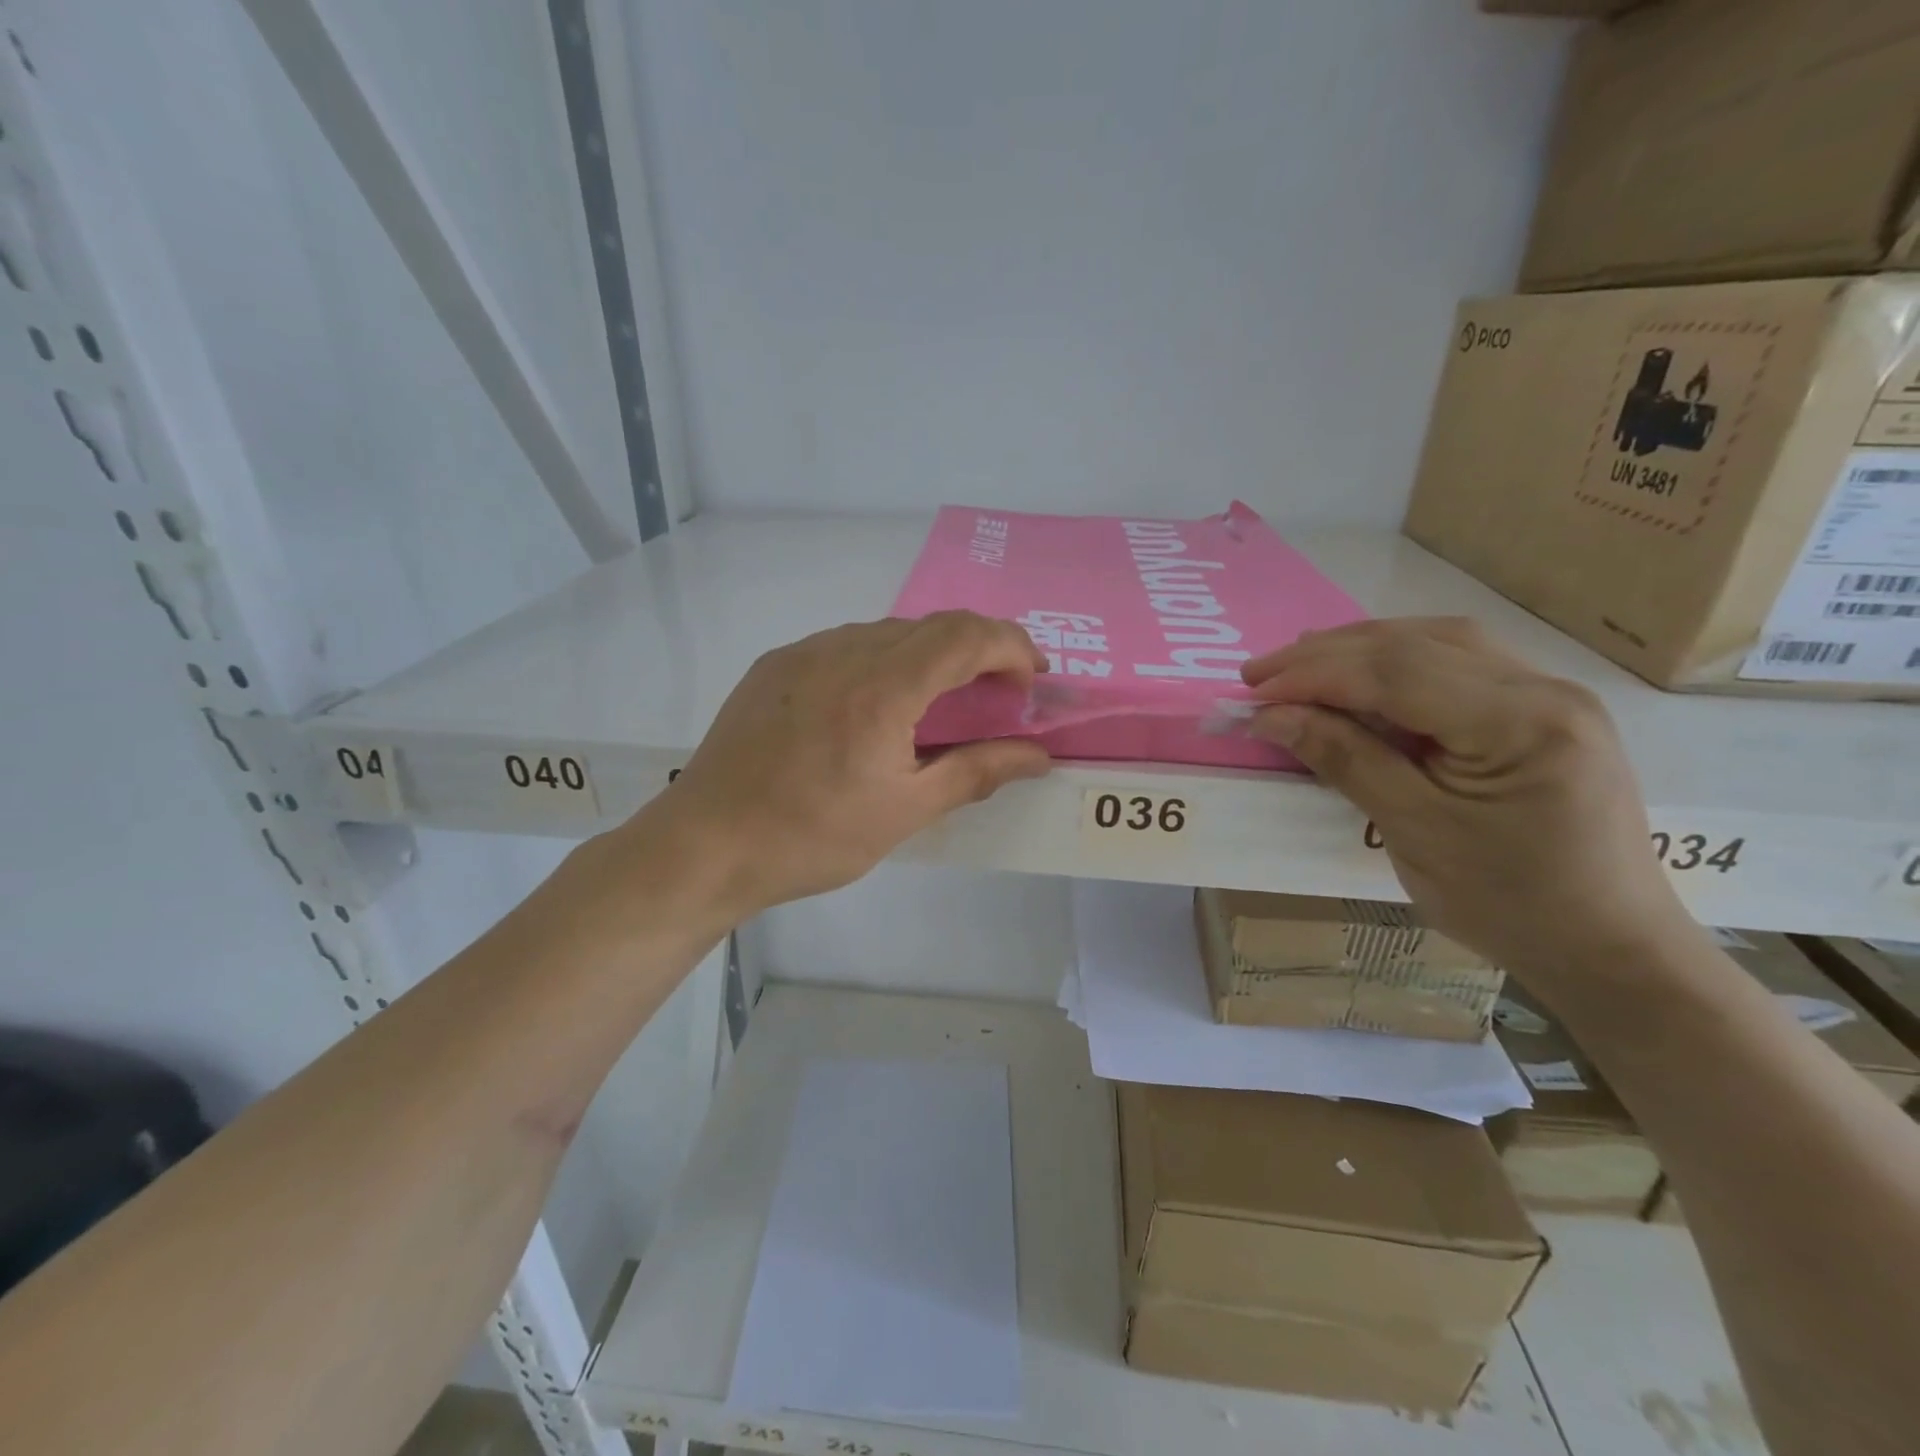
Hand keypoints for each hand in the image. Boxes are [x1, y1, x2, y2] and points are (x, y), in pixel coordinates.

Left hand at [642, 613, 1051, 914]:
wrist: (705, 844)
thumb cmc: (812, 836)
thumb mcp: (905, 811)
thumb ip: (976, 772)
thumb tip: (1038, 756)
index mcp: (883, 686)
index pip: (966, 635)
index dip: (1011, 646)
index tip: (1033, 679)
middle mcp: (844, 650)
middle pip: (932, 625)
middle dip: (979, 649)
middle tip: (998, 695)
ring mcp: (804, 652)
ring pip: (888, 631)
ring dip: (931, 654)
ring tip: (942, 702)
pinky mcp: (776, 665)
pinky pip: (847, 645)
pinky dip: (885, 660)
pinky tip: (879, 706)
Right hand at [1241, 618, 1692, 993]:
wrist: (1607, 946)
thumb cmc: (1508, 902)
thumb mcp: (1413, 832)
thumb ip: (1345, 759)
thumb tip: (1272, 715)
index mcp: (1522, 723)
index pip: (1397, 673)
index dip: (1314, 676)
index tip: (1252, 694)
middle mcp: (1544, 689)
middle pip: (1416, 644)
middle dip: (1327, 655)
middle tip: (1258, 675)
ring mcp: (1549, 693)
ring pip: (1436, 642)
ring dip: (1359, 649)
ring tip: (1299, 667)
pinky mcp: (1541, 709)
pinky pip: (1456, 663)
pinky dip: (1395, 663)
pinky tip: (1361, 676)